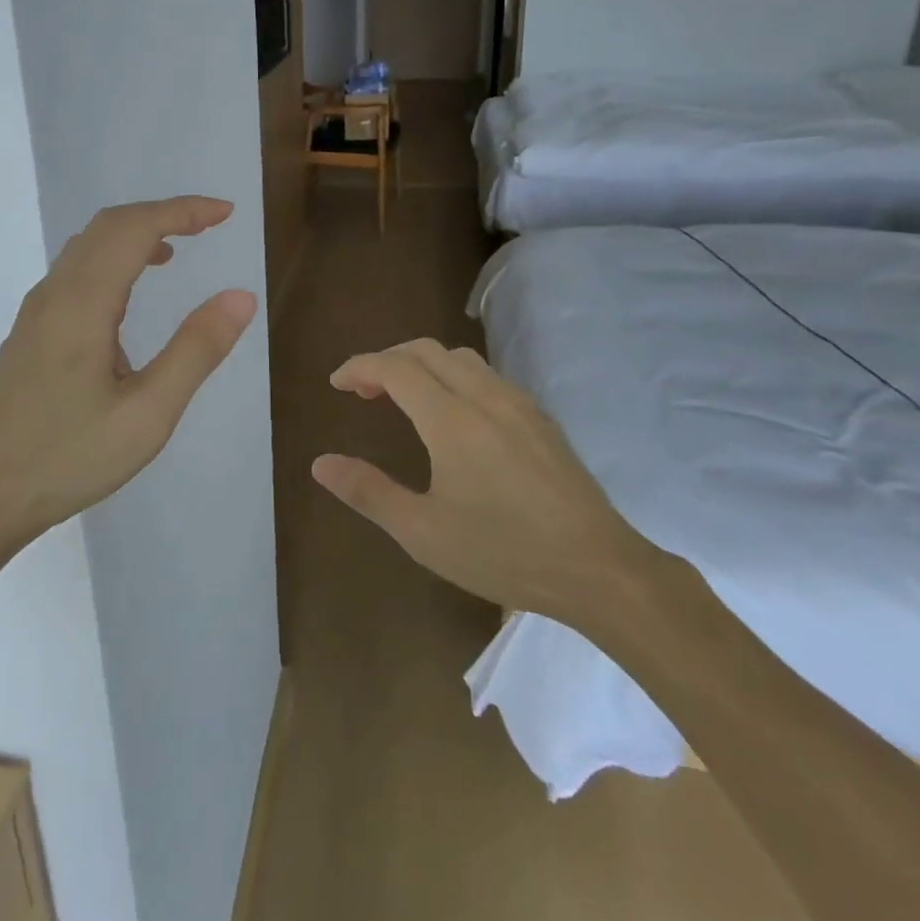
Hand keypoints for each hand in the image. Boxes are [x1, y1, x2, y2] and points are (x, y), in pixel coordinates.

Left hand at [0, 197, 255, 549]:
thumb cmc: (68, 458)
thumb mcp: (148, 413)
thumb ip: (196, 350)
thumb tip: (241, 296)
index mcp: (83, 303)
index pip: (136, 228)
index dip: (183, 210)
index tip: (226, 213)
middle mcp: (55, 293)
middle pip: (109, 226)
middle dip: (162, 214)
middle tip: (209, 223)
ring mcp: (36, 312)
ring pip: (87, 246)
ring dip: (135, 234)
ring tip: (177, 250)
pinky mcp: (30, 332)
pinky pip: (75, 271)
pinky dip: (113, 258)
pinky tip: (130, 295)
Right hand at [313, 338, 656, 621]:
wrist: (599, 569)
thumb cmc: (504, 553)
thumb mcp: (423, 533)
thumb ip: (369, 492)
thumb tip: (320, 464)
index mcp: (451, 419)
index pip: (394, 367)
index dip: (360, 368)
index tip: (336, 384)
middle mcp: (484, 396)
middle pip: (425, 351)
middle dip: (387, 360)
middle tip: (364, 392)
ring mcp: (518, 403)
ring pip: (459, 358)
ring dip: (422, 364)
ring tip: (405, 397)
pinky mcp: (540, 418)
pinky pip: (486, 376)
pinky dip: (453, 376)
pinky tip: (455, 416)